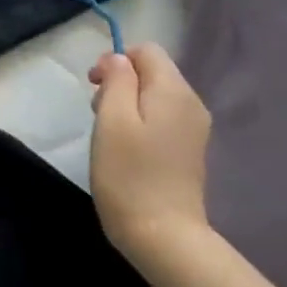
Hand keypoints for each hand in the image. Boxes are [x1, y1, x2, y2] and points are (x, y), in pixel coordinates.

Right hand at [88, 42, 212, 273]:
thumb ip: (115, 80)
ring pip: (155, 94)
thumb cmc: (128, 173)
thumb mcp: (111, 119)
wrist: (162, 234)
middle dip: (120, 81)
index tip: (93, 86)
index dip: (115, 60)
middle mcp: (192, 104)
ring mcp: (194, 129)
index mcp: (174, 92)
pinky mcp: (189, 149)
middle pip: (153, 71)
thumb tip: (118, 60)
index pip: (147, 51)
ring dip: (127, 102)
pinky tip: (126, 146)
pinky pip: (162, 117)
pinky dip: (140, 121)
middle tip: (96, 111)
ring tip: (108, 131)